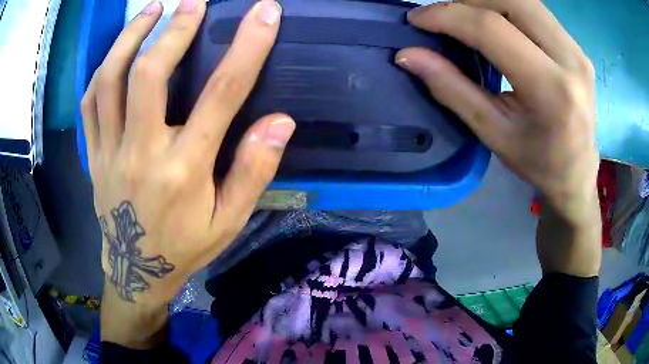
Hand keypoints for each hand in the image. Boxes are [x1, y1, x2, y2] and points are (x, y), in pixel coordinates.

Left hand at [81, 0, 292, 347]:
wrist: (137, 271)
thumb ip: (254, 171)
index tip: (265, 12)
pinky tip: (118, 52)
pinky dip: (102, 70)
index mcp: (184, 169)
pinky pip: (89, 103)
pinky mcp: (93, 155)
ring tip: (150, 10)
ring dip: (129, 38)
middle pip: (150, 75)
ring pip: (109, 81)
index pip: (221, 94)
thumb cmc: (185, 246)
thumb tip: (280, 122)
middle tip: (193, 2)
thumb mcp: (230, 221)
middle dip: (176, 30)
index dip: (247, 46)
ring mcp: (109, 151)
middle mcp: (142, 152)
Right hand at [397, 0, 600, 275]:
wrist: (577, 173)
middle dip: (467, 1)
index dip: (448, 16)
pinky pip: (535, 10)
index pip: (492, 29)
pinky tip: (495, 25)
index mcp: (552, 90)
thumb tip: (409, 56)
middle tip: (445, 18)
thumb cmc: (538, 163)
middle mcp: (570, 60)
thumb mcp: (493, 134)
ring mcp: (577, 50)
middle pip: (510, 1)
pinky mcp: (577, 47)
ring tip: (466, 20)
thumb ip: (452, 89)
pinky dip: (506, 8)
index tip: (418, 19)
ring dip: (487, 1)